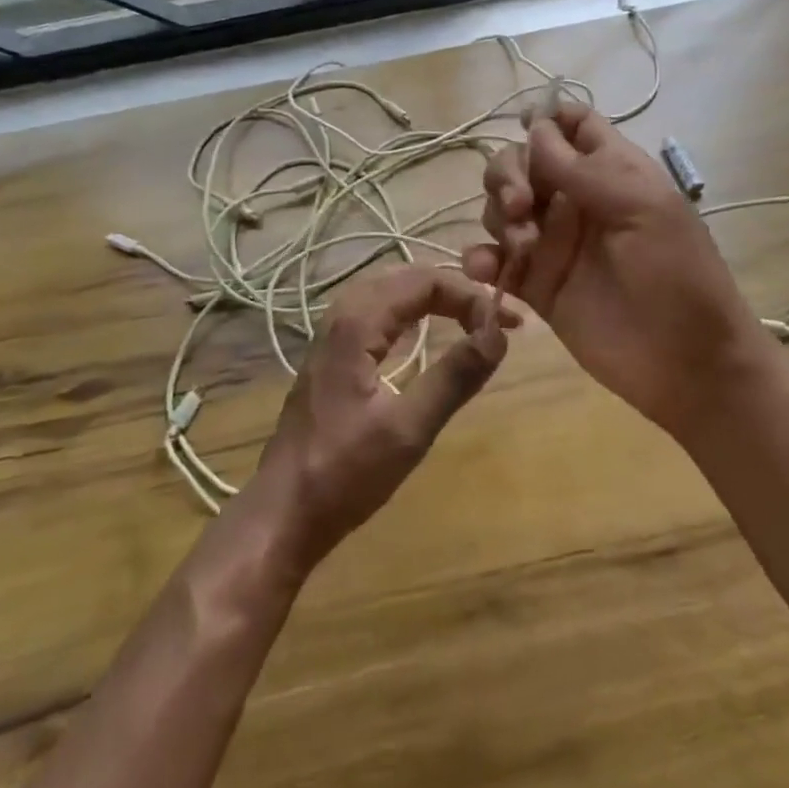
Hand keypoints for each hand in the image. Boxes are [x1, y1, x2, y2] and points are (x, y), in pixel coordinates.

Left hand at [249, 266, 514, 568]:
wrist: (283, 511)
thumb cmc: (344, 473)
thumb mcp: (408, 429)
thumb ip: (454, 378)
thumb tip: (497, 335)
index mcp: (357, 322)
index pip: (424, 281)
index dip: (469, 295)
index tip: (505, 326)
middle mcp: (343, 314)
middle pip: (407, 277)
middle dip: (456, 290)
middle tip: (497, 318)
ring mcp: (333, 332)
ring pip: (391, 290)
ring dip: (434, 297)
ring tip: (473, 317)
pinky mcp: (333, 352)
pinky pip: (379, 310)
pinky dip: (412, 311)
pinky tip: (427, 330)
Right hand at [464, 103, 761, 439]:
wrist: (688, 364)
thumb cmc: (678, 274)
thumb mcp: (643, 208)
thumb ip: (584, 168)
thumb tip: (534, 127)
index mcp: (609, 171)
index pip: (572, 125)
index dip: (545, 118)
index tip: (522, 126)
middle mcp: (575, 199)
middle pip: (522, 162)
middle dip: (508, 174)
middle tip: (521, 205)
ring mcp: (553, 242)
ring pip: (502, 206)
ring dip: (499, 215)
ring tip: (523, 249)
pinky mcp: (536, 285)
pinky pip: (495, 259)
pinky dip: (481, 258)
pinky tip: (485, 270)